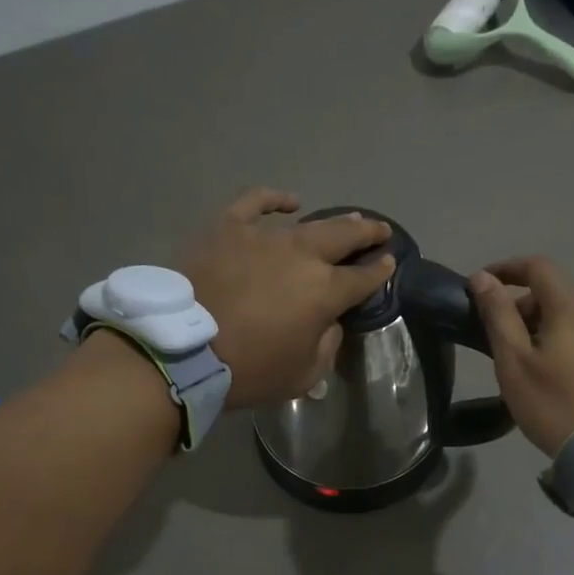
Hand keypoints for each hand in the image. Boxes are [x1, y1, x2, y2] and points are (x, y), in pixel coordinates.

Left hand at [182, 190, 394, 408]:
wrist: (183, 350)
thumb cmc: (248, 370)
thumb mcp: (303, 375)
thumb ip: (326, 345)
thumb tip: (329, 322)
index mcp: (325, 292)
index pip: (363, 278)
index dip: (380, 271)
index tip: (390, 263)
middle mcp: (302, 256)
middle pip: (344, 237)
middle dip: (368, 233)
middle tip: (380, 230)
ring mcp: (265, 237)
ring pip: (307, 223)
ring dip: (332, 222)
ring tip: (346, 221)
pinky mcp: (229, 228)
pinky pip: (255, 204)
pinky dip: (275, 200)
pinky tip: (289, 203)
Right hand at [469, 257, 573, 454]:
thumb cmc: (554, 404)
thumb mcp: (514, 362)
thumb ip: (498, 315)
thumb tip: (483, 279)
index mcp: (571, 307)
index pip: (538, 267)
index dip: (507, 268)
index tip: (482, 284)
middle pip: (559, 293)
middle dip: (526, 304)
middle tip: (502, 335)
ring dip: (551, 325)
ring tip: (532, 359)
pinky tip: (568, 372)